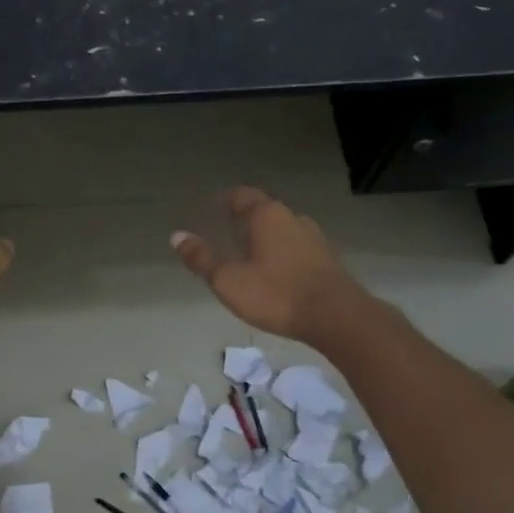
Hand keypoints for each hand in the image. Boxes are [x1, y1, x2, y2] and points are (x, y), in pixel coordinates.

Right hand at [170, 188, 368, 342]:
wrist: (336, 316)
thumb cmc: (276, 294)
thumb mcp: (229, 280)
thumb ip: (202, 258)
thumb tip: (177, 236)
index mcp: (267, 215)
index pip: (243, 195)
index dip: (227, 199)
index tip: (215, 207)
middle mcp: (292, 218)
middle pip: (265, 210)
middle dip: (246, 219)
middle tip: (228, 232)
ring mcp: (314, 238)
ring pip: (283, 229)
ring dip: (266, 237)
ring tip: (250, 254)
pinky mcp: (327, 259)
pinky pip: (297, 247)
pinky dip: (283, 253)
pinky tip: (276, 272)